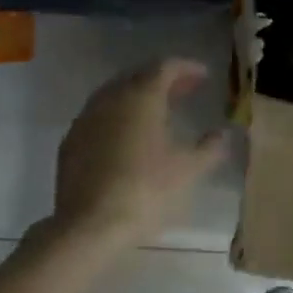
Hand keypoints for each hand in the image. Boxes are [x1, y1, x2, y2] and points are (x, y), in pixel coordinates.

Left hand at [50, 58, 228, 251]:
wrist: (89, 225)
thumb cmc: (145, 192)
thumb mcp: (187, 171)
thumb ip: (208, 148)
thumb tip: (222, 134)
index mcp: (141, 97)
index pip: (165, 67)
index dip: (187, 68)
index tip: (204, 76)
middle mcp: (110, 99)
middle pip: (138, 77)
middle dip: (163, 81)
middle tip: (185, 91)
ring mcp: (85, 120)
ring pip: (114, 96)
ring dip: (137, 98)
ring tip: (158, 113)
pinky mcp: (70, 142)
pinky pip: (98, 118)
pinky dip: (117, 118)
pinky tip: (126, 137)